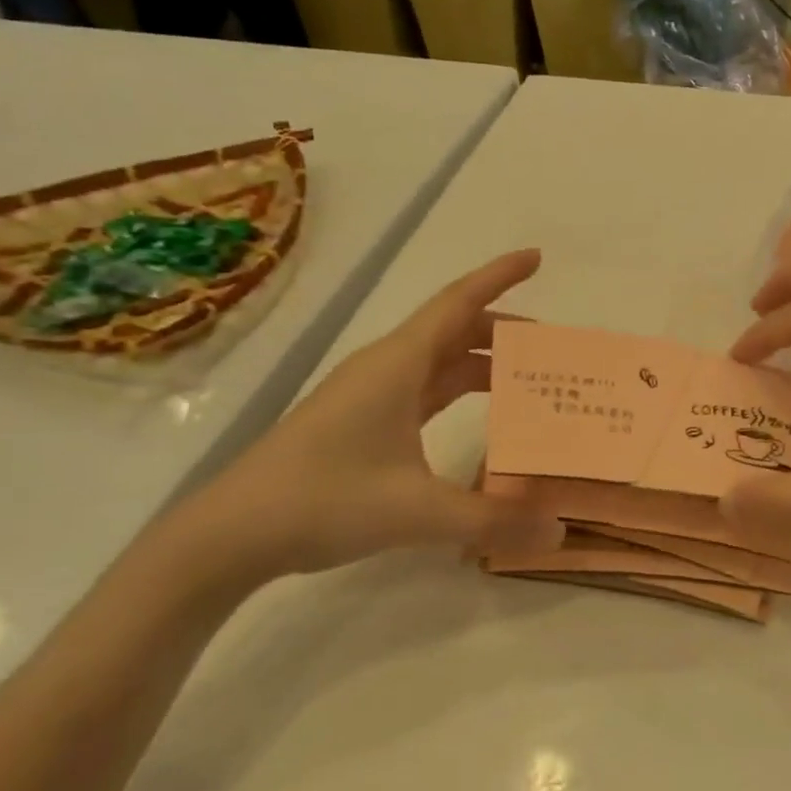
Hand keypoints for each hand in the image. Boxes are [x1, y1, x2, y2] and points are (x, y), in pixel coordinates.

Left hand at [164, 250, 564, 590]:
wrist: (230, 533)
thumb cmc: (323, 500)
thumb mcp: (417, 512)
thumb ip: (492, 520)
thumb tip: (560, 532)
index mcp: (399, 364)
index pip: (459, 302)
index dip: (500, 277)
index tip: (537, 257)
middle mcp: (386, 368)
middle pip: (454, 330)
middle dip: (503, 332)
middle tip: (551, 351)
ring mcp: (371, 395)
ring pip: (439, 362)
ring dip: (482, 364)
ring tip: (527, 385)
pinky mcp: (362, 422)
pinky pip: (424, 391)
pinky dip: (458, 394)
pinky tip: (479, 420)